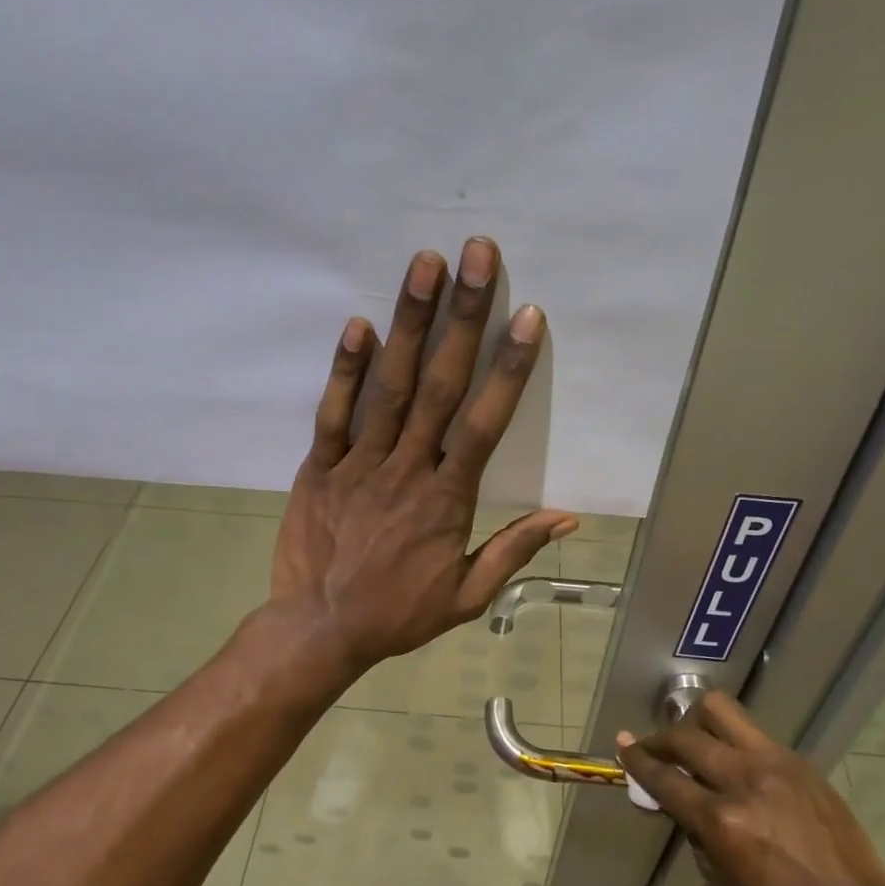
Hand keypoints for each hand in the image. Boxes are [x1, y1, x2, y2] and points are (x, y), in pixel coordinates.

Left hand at [271, 237, 577, 669]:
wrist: (320, 630)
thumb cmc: (397, 614)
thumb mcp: (467, 596)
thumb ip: (513, 551)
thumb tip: (566, 517)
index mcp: (447, 499)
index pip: (485, 424)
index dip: (508, 369)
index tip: (527, 316)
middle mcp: (407, 470)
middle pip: (441, 386)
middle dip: (462, 318)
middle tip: (477, 255)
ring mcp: (358, 465)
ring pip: (389, 387)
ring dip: (409, 323)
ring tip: (425, 265)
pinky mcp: (318, 468)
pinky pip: (332, 414)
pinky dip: (345, 370)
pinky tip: (359, 324)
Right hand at [616, 693, 884, 885]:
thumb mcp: (722, 877)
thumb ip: (694, 830)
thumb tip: (676, 800)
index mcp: (722, 820)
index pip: (665, 779)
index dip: (637, 761)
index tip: (622, 746)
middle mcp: (744, 781)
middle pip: (685, 738)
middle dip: (659, 740)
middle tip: (652, 749)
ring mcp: (774, 764)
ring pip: (720, 712)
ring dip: (695, 722)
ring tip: (692, 740)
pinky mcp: (797, 761)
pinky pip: (752, 734)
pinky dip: (731, 741)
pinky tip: (734, 762)